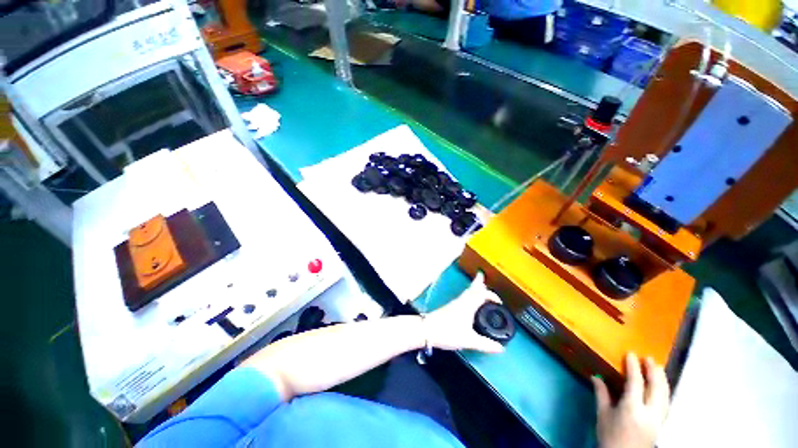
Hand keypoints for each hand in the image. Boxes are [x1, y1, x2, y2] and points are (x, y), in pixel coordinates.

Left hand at [422, 272, 504, 353]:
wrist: (427, 330)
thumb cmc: (448, 332)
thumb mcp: (468, 340)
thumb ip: (485, 344)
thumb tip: (500, 348)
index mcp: (468, 305)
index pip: (481, 294)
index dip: (491, 295)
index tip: (499, 301)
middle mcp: (461, 301)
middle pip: (472, 289)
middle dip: (478, 282)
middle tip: (481, 276)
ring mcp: (455, 303)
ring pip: (467, 292)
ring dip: (473, 288)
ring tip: (478, 287)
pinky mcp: (450, 307)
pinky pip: (463, 297)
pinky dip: (468, 294)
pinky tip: (469, 301)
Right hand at [592, 353, 670, 447]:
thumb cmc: (609, 436)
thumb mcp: (603, 415)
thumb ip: (602, 395)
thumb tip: (596, 377)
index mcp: (632, 408)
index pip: (636, 383)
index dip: (634, 367)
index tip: (631, 354)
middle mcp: (649, 413)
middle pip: (657, 388)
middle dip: (654, 372)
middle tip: (649, 358)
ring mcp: (658, 420)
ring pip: (665, 396)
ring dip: (662, 380)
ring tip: (658, 368)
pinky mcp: (662, 425)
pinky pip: (666, 403)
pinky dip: (665, 391)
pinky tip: (662, 387)